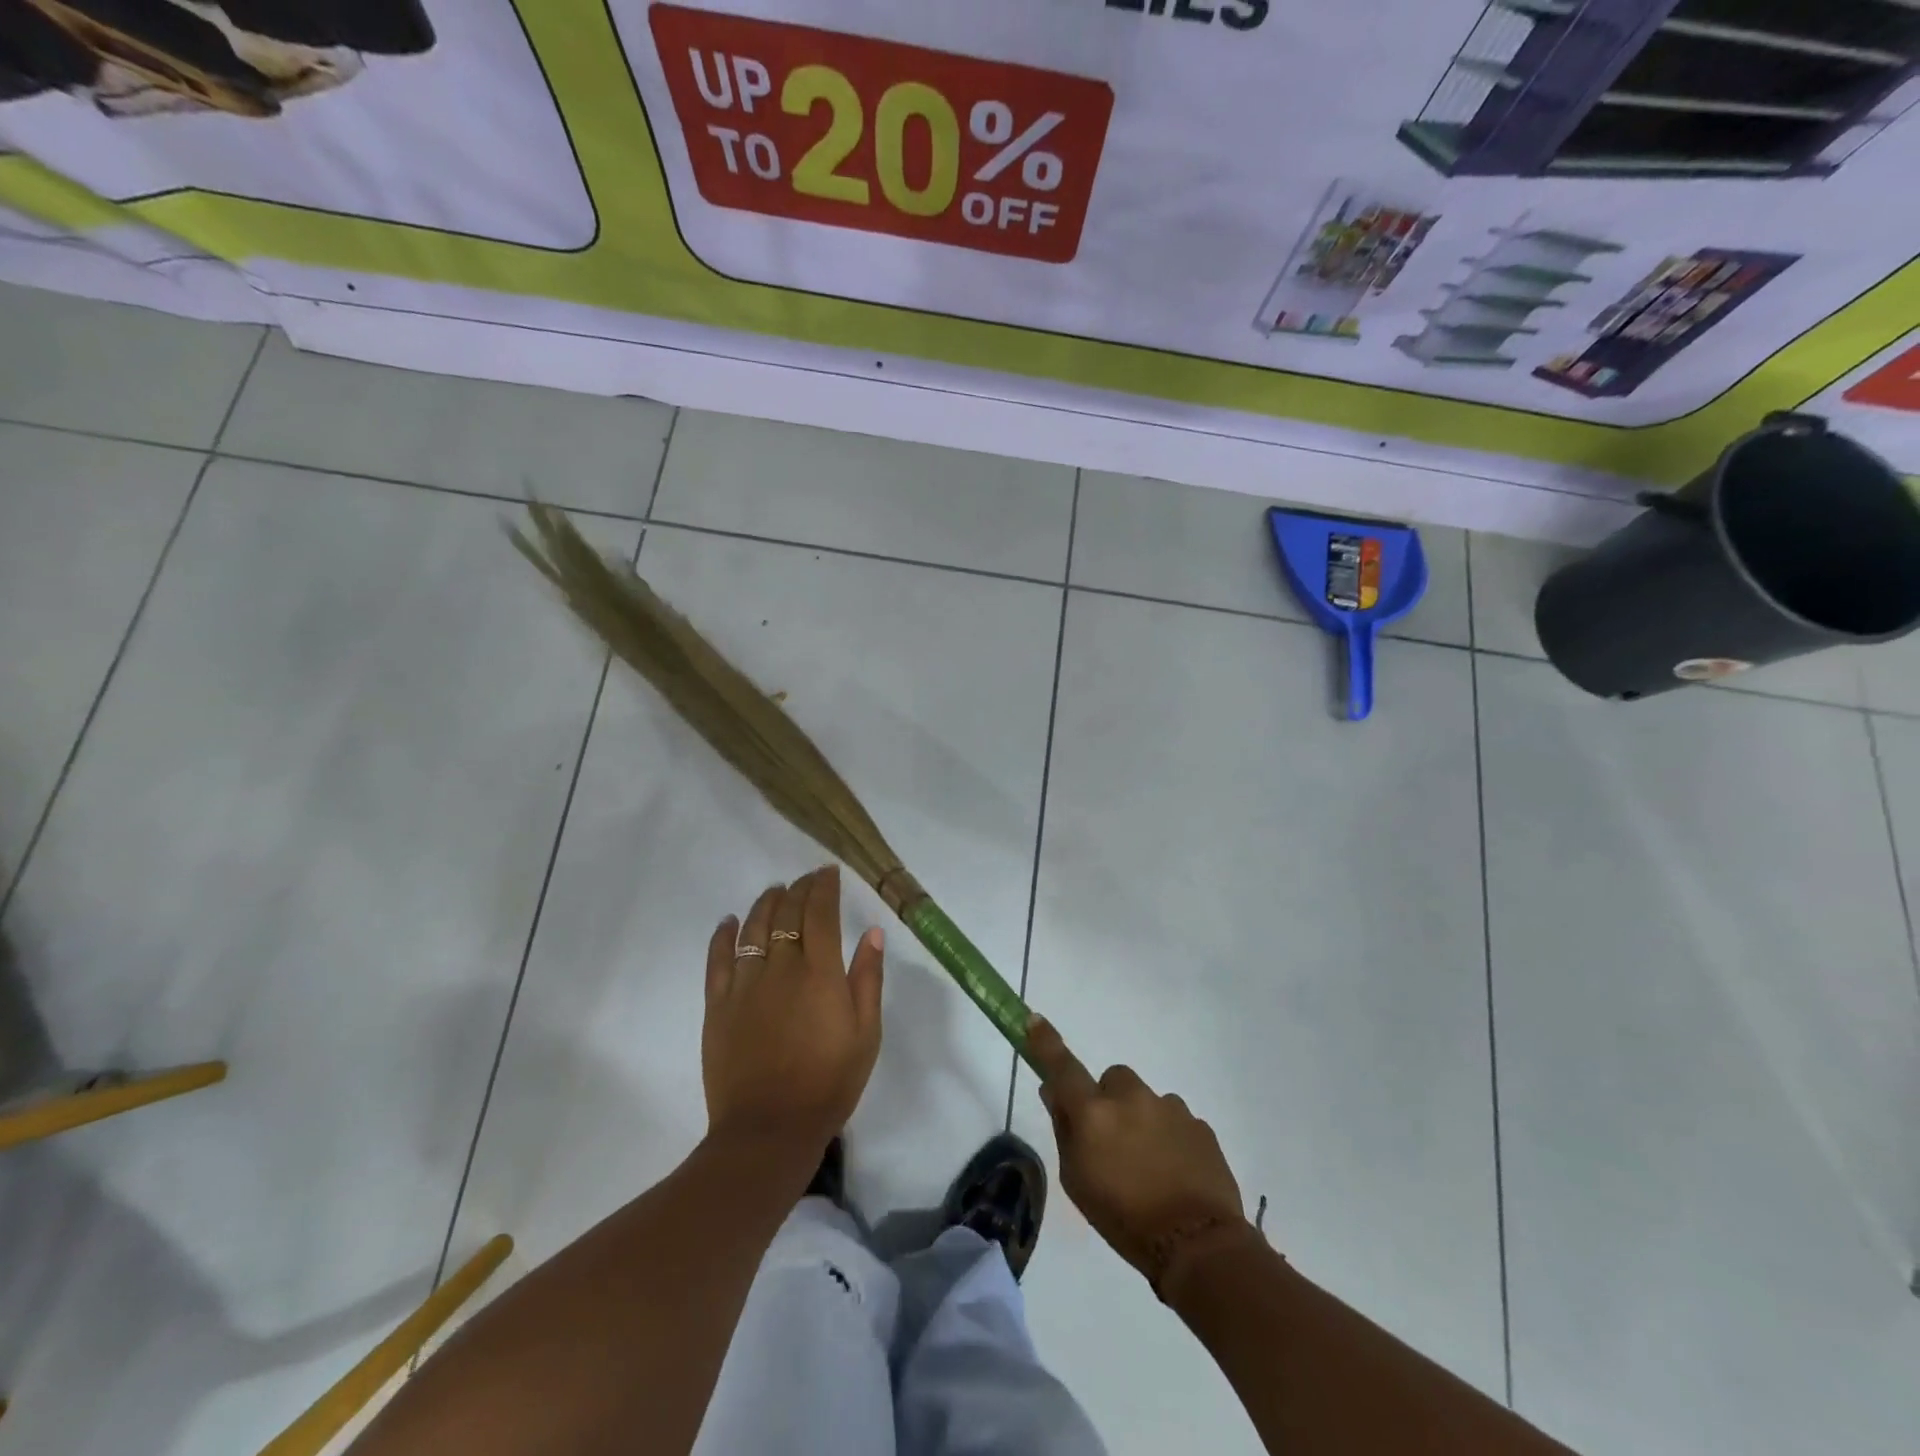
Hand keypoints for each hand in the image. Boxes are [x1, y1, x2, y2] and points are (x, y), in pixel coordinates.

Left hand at [702, 865, 883, 1151]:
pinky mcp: (718, 1005)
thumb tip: (871, 932)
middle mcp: (781, 968)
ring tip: (775, 892)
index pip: (820, 913)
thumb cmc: (829, 1083)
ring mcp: (745, 985)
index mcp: (820, 973)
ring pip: (753, 928)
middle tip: (806, 880)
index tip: (828, 872)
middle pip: (787, 914)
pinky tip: (729, 921)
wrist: (769, 1130)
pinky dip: (724, 935)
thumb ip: (868, 979)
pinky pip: (718, 959)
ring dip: (765, 904)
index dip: (823, 887)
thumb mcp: (866, 1034)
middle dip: (798, 889)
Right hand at [1028, 1016, 1250, 1282]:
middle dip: (1109, 1100)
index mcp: (1094, 1112)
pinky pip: (1175, 1120)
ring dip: (1142, 1120)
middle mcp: (1131, 1098)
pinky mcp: (1199, 1124)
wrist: (1198, 1246)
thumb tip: (1054, 1092)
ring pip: (1146, 1100)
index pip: (1063, 1067)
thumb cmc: (1124, 1219)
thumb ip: (1064, 1130)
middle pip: (1112, 1080)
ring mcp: (1169, 1107)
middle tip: (1113, 1141)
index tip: (1034, 1020)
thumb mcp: (1077, 1182)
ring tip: (1150, 1167)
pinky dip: (1170, 1137)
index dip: (1046, 1042)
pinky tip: (1175, 1172)